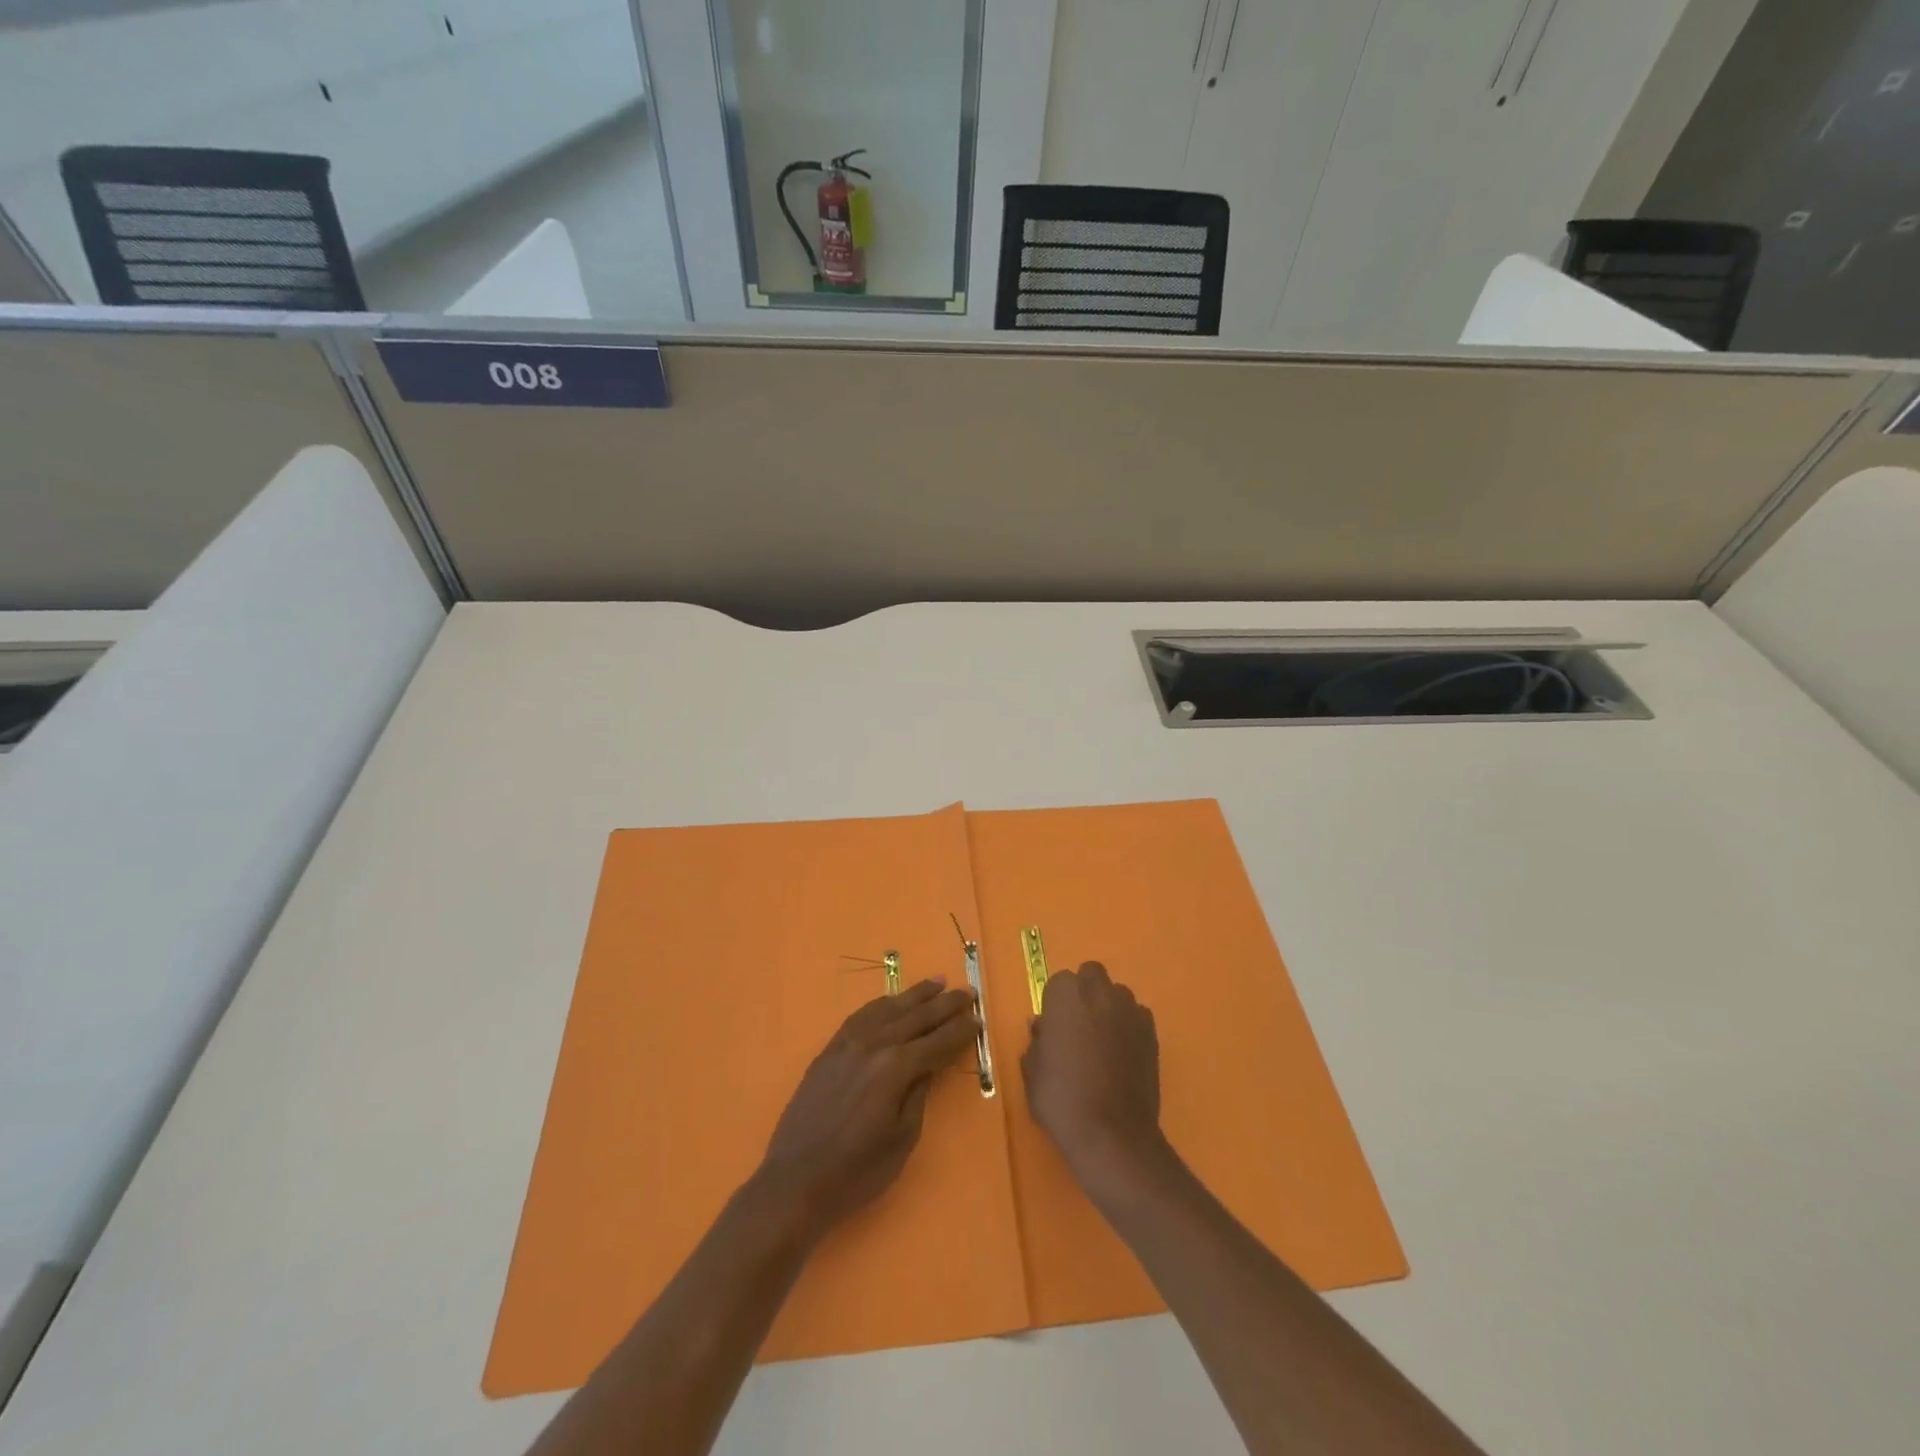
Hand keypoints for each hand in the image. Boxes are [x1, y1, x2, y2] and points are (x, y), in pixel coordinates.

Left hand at [756, 979, 980, 1240]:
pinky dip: (880, 1005)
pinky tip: (891, 1001)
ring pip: (887, 1009)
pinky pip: (860, 1016)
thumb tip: (928, 1067)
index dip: (960, 1031)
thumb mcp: (901, 1140)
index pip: (937, 1042)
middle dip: (944, 1005)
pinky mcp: (829, 1050)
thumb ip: (918, 1095)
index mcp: (895, 1068)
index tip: (979, 1018)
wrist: (794, 1182)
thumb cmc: (856, 1172)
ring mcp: (847, 1044)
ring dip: (914, 995)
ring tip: (936, 983)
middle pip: (916, 1017)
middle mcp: (873, 1045)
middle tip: (968, 992)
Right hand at [1023, 962, 1165, 1190]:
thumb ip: (1037, 1041)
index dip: (1056, 1004)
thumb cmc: (1061, 1099)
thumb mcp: (1032, 1071)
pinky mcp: (1152, 1033)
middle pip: (1092, 975)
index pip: (1059, 983)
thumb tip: (1044, 1028)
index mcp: (1066, 995)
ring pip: (1117, 994)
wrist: (1111, 1134)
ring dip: (1108, 1008)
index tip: (1054, 1028)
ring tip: (1103, 1042)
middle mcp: (1100, 993)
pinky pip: (1137, 1018)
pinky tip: (1122, 1056)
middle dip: (1085, 992)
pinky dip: (1129, 1028)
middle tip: (1078, 1027)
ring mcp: (1130, 1011)